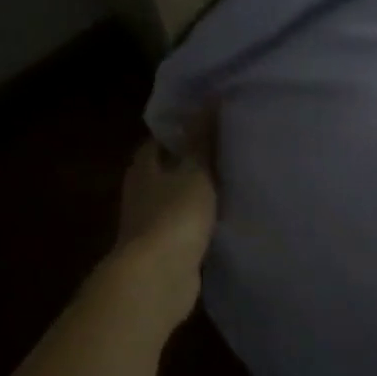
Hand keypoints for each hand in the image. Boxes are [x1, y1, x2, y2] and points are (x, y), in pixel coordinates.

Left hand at [108, 123, 218, 318]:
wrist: (158, 278)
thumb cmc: (174, 215)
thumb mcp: (195, 170)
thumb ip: (204, 138)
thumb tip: (211, 97)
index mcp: (143, 165)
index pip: (162, 137)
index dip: (184, 127)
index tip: (212, 120)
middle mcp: (142, 190)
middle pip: (169, 168)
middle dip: (194, 160)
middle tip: (230, 148)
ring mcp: (151, 222)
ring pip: (178, 198)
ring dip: (198, 192)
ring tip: (234, 179)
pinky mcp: (166, 249)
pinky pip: (187, 226)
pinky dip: (202, 220)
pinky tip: (226, 217)